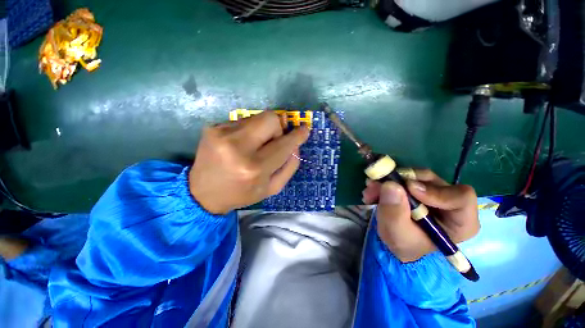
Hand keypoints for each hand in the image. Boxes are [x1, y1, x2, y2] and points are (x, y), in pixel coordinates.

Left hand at [189, 111, 309, 213]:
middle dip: (279, 128)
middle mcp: (237, 147)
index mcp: (254, 167)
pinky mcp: (213, 127)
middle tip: (274, 140)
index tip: (305, 129)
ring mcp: (222, 133)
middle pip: (270, 119)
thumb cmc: (242, 193)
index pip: (284, 144)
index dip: (297, 136)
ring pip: (257, 117)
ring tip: (255, 144)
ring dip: (263, 129)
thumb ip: (289, 166)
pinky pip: (243, 120)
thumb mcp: (271, 188)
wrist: (202, 193)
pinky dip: (249, 130)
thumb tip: (296, 145)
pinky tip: (241, 143)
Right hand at [362, 169, 479, 262]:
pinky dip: (386, 180)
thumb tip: (391, 185)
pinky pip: (403, 176)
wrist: (395, 239)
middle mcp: (450, 201)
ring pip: (414, 176)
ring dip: (389, 180)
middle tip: (377, 185)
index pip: (461, 197)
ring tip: (371, 190)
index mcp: (459, 220)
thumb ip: (394, 212)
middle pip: (432, 181)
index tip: (409, 188)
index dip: (435, 190)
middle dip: (401, 182)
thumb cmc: (403, 242)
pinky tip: (373, 190)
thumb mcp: (396, 233)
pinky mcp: (418, 185)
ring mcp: (434, 190)